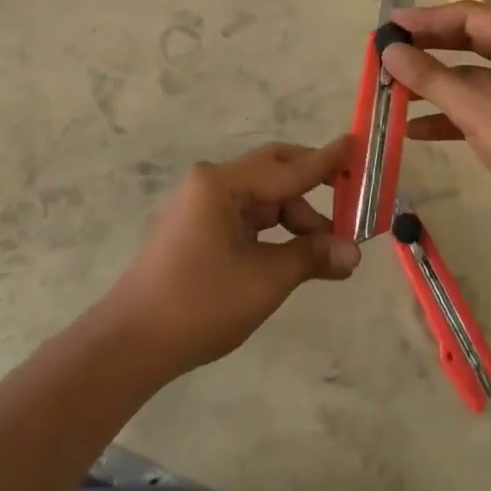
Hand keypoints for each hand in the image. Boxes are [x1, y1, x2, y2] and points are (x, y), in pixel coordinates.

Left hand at [102, 139, 360, 374]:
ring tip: (326, 251)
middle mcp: (210, 183)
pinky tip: (292, 253)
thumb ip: (312, 256)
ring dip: (295, 217)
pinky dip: (272, 230)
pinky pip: (245, 216)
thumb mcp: (266, 279)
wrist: (131, 343)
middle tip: (351, 199)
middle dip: (313, 187)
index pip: (289, 167)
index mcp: (223, 184)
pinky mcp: (195, 227)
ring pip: (261, 197)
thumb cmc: (201, 303)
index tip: (358, 147)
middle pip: (273, 172)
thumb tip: (353, 254)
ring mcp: (200, 204)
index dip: (327, 162)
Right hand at [381, 2, 490, 227]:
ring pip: (472, 74)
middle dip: (427, 50)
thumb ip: (429, 78)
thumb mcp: (474, 109)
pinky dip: (453, 111)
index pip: (467, 15)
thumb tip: (389, 51)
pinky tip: (415, 129)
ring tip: (394, 91)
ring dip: (436, 85)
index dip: (425, 19)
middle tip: (389, 52)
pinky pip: (483, 100)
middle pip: (469, 40)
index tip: (390, 25)